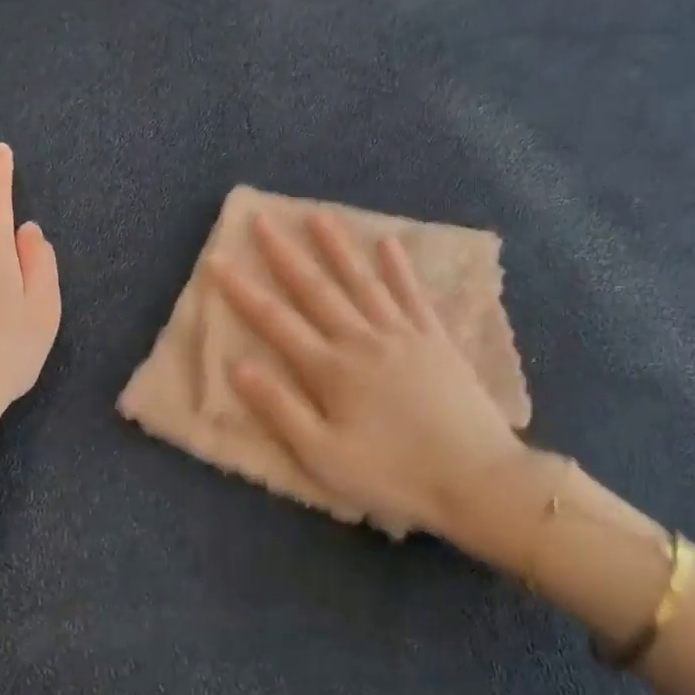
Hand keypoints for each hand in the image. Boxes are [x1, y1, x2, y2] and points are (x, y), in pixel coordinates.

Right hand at [208, 211, 542, 565]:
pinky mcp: (436, 340)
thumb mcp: (324, 457)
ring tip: (317, 216)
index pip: (276, 322)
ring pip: (363, 281)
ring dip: (337, 248)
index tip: (218, 259)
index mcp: (331, 370)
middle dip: (285, 254)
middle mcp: (363, 340)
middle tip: (262, 219)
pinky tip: (389, 243)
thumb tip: (238, 367)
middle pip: (316, 290)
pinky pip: (412, 295)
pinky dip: (399, 268)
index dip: (243, 291)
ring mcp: (403, 335)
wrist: (476, 478)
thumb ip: (280, 410)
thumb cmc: (393, 475)